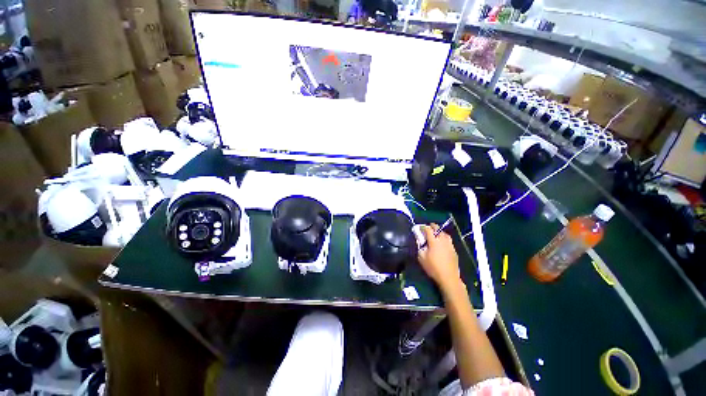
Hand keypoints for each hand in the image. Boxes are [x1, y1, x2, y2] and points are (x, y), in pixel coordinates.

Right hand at [418, 224, 461, 291]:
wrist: (448, 277)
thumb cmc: (433, 267)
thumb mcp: (421, 258)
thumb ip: (419, 247)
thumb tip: (419, 241)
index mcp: (434, 241)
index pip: (428, 229)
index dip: (424, 227)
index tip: (420, 227)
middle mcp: (442, 240)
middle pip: (438, 229)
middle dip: (432, 227)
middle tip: (428, 228)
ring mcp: (449, 245)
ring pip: (445, 234)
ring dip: (440, 232)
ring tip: (436, 234)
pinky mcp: (454, 250)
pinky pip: (449, 241)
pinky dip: (444, 239)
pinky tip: (442, 243)